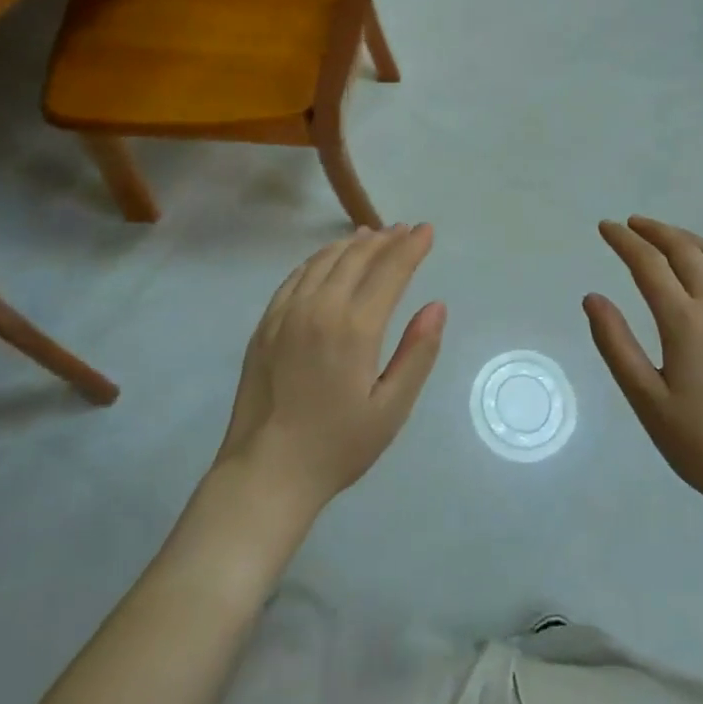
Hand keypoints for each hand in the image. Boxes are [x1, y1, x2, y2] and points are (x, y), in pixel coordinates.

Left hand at [215, 225, 445, 515]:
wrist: (266, 473)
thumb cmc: (337, 446)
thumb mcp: (391, 409)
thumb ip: (417, 353)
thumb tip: (436, 305)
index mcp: (355, 328)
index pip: (390, 271)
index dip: (411, 247)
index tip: (427, 230)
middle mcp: (320, 308)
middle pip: (357, 258)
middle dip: (385, 240)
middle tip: (404, 230)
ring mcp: (287, 312)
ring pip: (324, 260)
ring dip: (352, 244)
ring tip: (372, 235)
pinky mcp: (266, 323)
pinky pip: (296, 276)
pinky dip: (319, 259)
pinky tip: (328, 259)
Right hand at [585, 217, 702, 516]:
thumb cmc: (700, 441)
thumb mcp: (645, 399)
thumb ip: (616, 344)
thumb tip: (592, 297)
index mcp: (683, 321)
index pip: (648, 264)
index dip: (623, 241)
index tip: (605, 227)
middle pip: (683, 250)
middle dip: (654, 231)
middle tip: (630, 224)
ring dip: (686, 238)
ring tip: (665, 236)